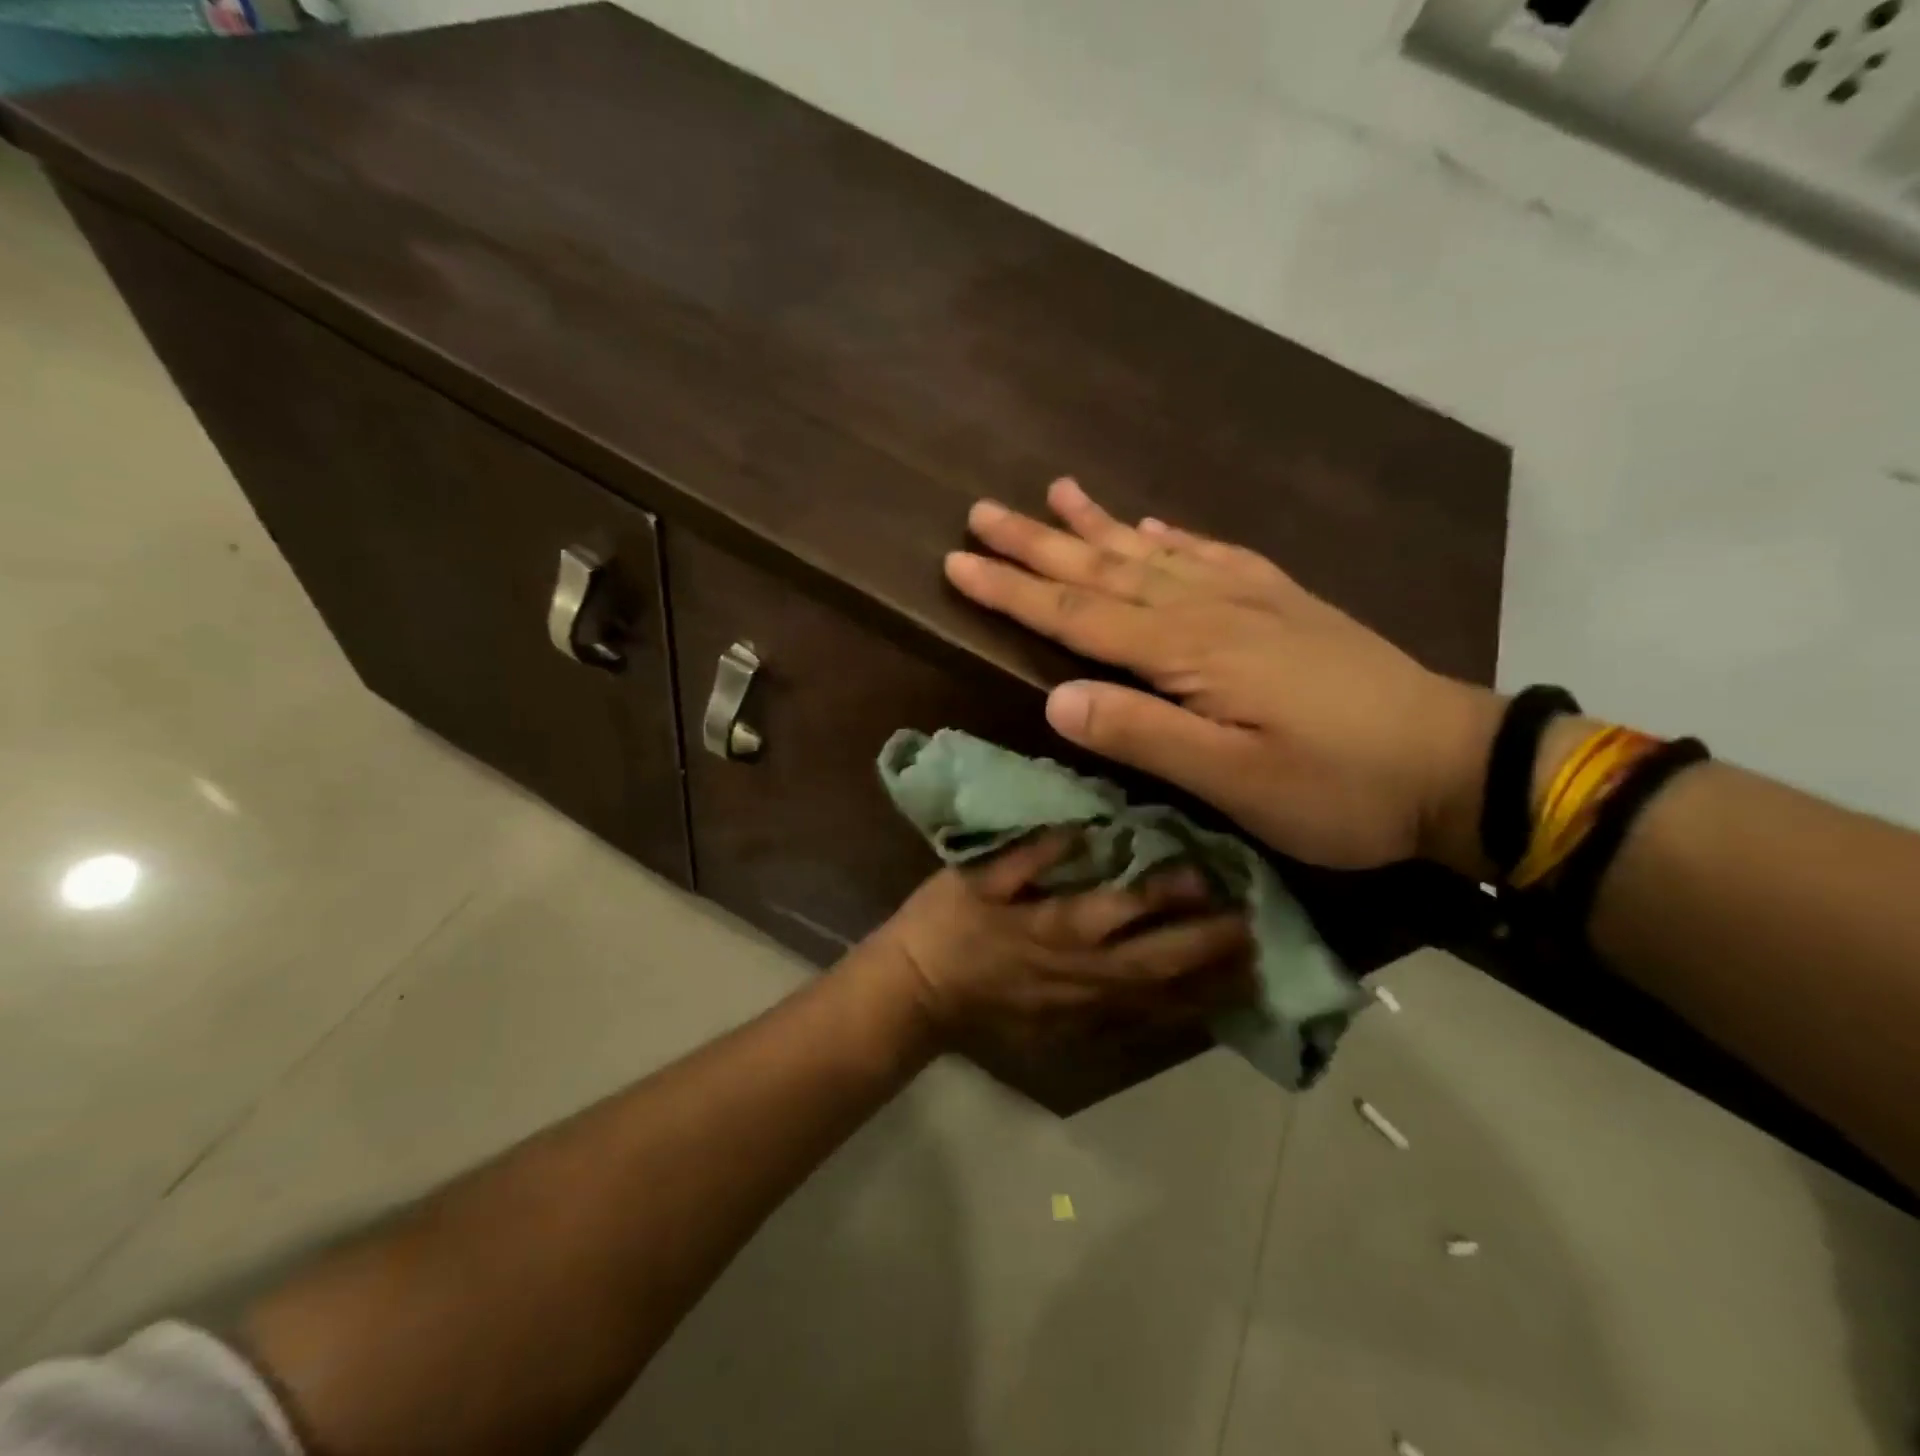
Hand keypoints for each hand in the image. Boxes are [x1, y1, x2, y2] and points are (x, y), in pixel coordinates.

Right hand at [873, 833, 1253, 1046]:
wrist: (922, 992)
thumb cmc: (947, 923)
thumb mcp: (974, 876)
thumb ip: (1027, 853)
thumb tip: (1080, 827)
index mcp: (1056, 928)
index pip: (1124, 909)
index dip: (1169, 893)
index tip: (1211, 874)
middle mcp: (1083, 974)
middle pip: (1158, 962)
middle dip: (1210, 946)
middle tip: (1257, 927)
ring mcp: (1085, 1010)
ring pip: (1161, 1002)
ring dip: (1209, 986)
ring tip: (1255, 970)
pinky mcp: (1079, 1033)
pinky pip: (1141, 1028)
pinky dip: (1181, 1018)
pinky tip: (1209, 1008)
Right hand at [943, 478, 1500, 871]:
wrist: (1455, 765)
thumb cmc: (1337, 787)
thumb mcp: (1234, 781)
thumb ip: (1142, 735)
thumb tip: (1054, 699)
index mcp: (1189, 652)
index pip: (1078, 614)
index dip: (1013, 591)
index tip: (956, 562)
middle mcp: (1211, 609)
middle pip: (1106, 570)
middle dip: (1038, 544)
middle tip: (982, 510)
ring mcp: (1252, 599)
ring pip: (1154, 552)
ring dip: (1100, 525)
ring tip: (1057, 491)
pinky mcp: (1285, 604)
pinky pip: (1216, 556)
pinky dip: (1176, 537)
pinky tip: (1156, 524)